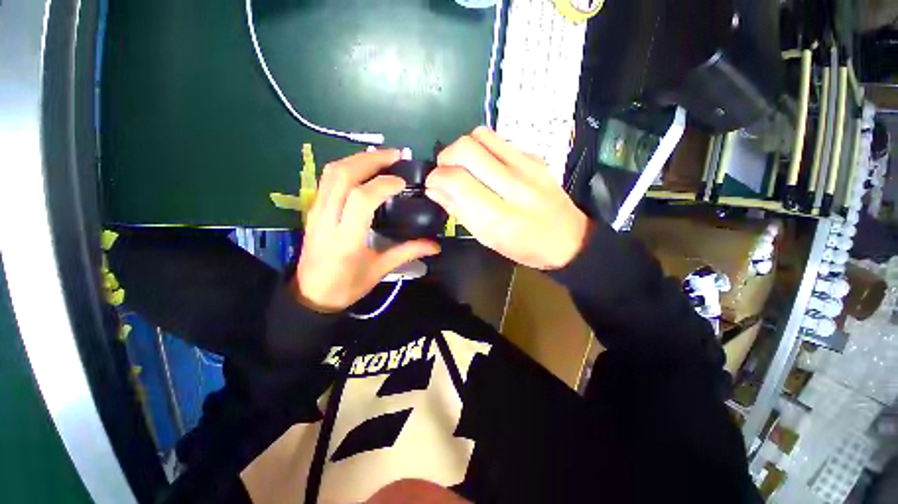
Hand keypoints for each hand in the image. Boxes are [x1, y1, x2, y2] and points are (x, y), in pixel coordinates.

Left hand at [295, 149, 440, 311]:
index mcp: (346, 239)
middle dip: (371, 160)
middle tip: (395, 156)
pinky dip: (347, 166)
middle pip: (343, 176)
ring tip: (381, 157)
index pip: (361, 199)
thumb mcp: (379, 271)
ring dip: (357, 158)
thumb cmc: (347, 286)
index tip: (403, 182)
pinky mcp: (313, 209)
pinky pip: (326, 179)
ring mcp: (316, 212)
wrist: (312, 295)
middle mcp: (328, 220)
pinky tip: (363, 168)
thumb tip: (435, 246)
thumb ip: (407, 253)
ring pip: (331, 173)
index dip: (383, 184)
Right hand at [426, 127, 590, 269]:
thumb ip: (460, 212)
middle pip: (466, 149)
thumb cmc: (525, 247)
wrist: (569, 238)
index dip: (437, 178)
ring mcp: (527, 166)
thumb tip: (435, 190)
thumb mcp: (488, 240)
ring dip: (463, 148)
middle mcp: (514, 186)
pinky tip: (485, 166)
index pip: (458, 181)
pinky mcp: (535, 157)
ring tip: (463, 166)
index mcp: (500, 217)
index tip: (432, 184)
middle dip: (445, 157)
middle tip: (445, 172)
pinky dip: (482, 148)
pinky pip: (498, 140)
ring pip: (481, 136)